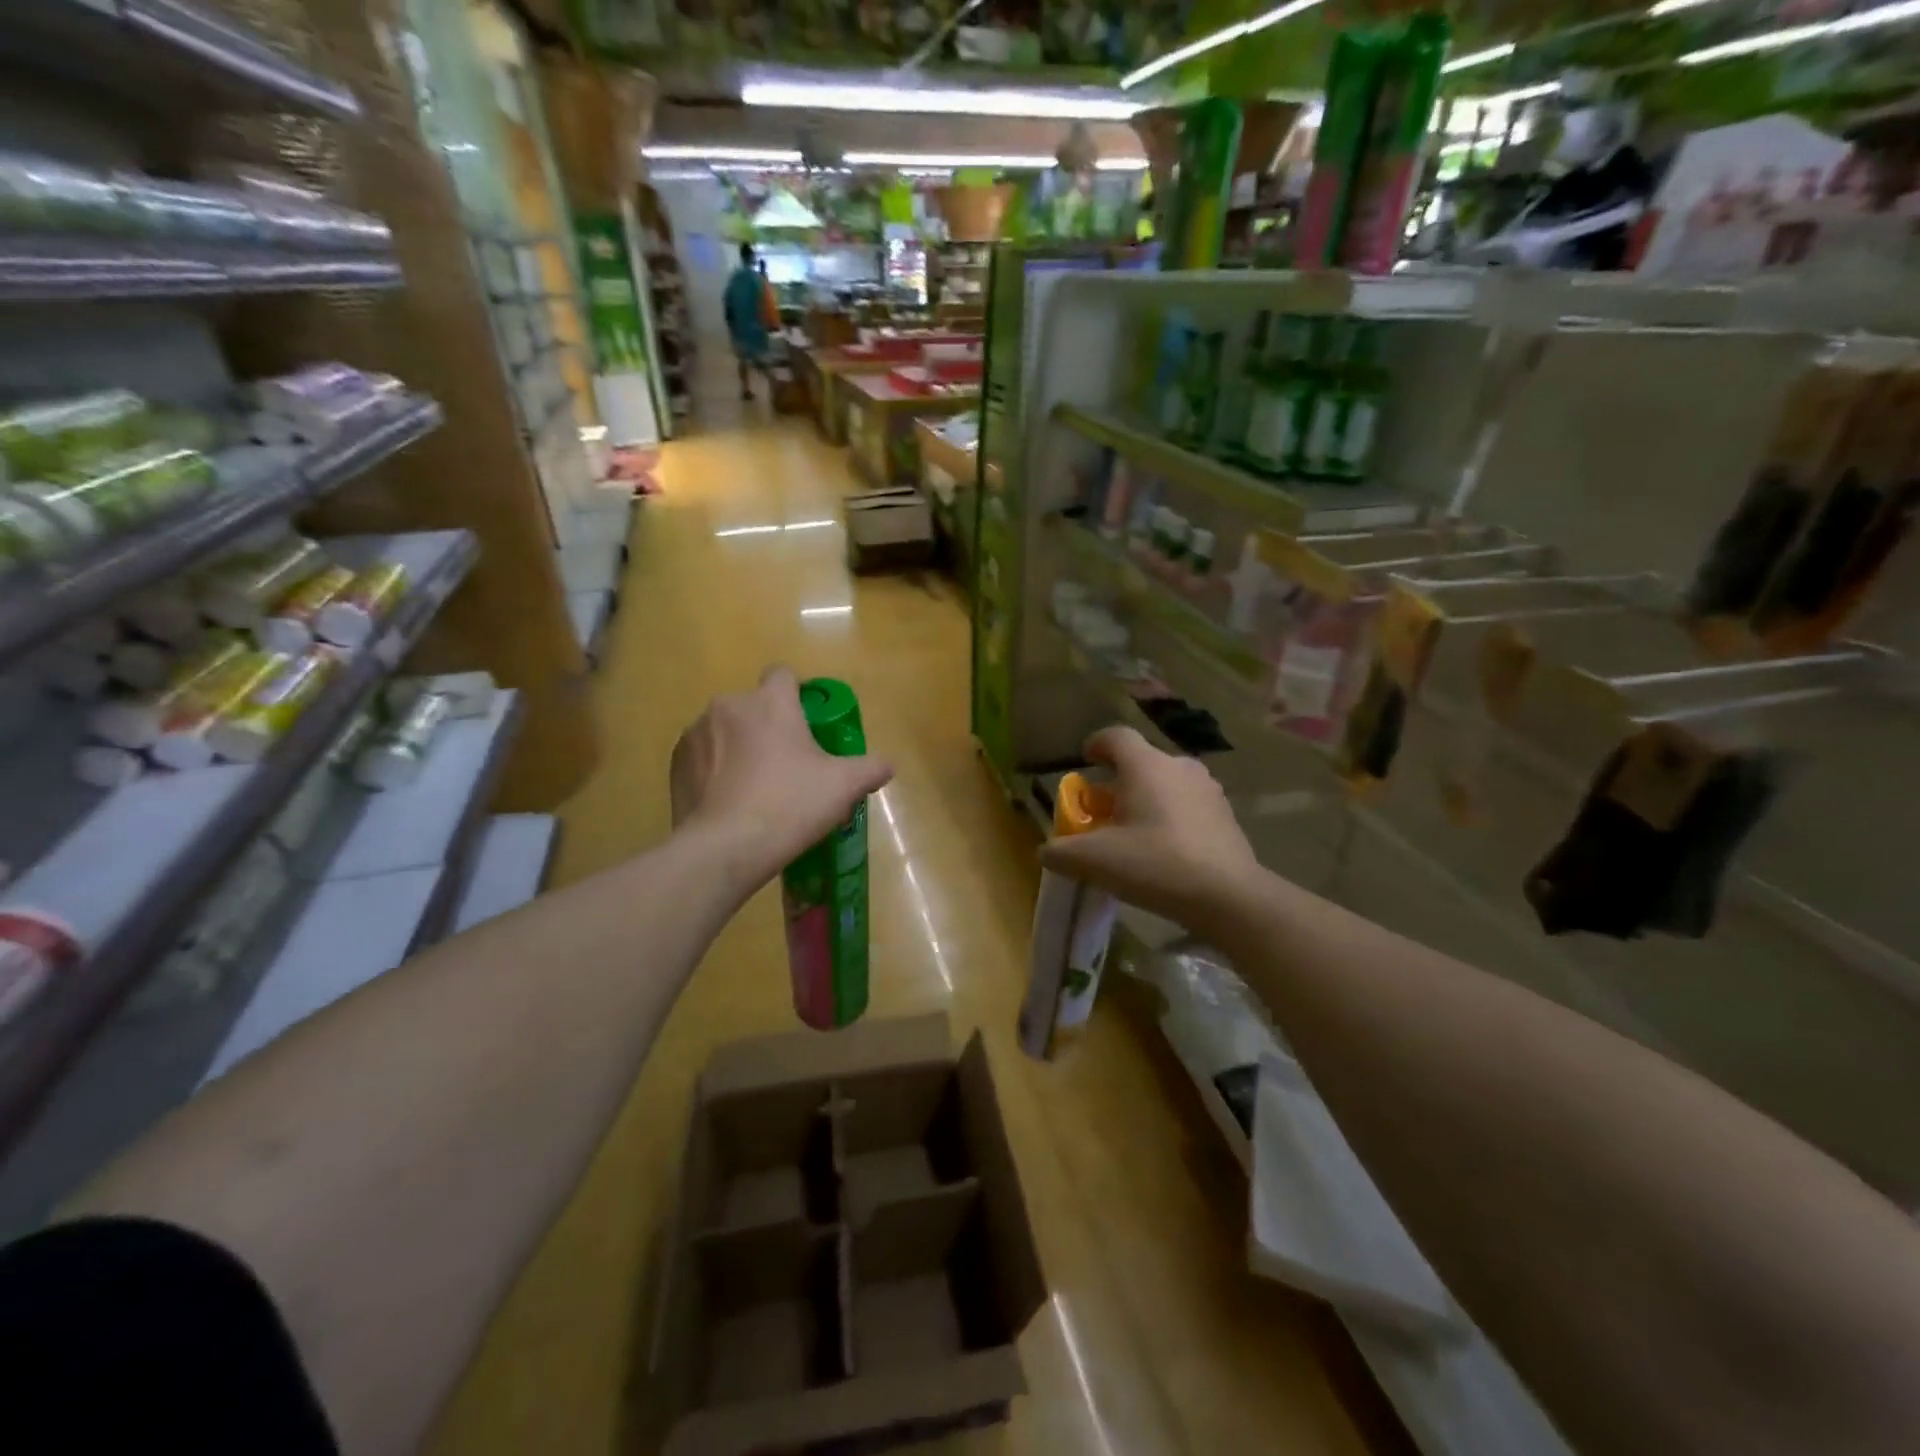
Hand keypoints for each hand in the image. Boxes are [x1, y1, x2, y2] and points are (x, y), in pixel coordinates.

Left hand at [671, 666, 893, 892]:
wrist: (724, 848)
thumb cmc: (790, 805)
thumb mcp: (843, 787)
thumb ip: (870, 768)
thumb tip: (887, 765)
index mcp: (770, 703)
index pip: (783, 675)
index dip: (796, 695)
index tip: (806, 725)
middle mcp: (729, 706)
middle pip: (754, 707)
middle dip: (768, 728)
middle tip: (786, 767)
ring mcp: (696, 733)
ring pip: (726, 731)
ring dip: (739, 748)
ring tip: (753, 789)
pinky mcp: (676, 763)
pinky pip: (702, 756)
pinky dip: (714, 770)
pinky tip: (727, 801)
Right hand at [1039, 726, 1262, 933]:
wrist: (1228, 897)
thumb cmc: (1155, 865)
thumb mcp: (1094, 861)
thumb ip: (1061, 851)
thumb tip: (1047, 849)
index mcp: (1146, 766)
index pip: (1116, 736)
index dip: (1096, 744)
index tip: (1086, 760)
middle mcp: (1179, 767)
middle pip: (1141, 763)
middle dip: (1118, 783)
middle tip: (1103, 813)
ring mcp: (1208, 790)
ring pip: (1166, 784)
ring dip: (1146, 800)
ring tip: (1134, 834)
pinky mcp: (1226, 816)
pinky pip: (1188, 806)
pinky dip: (1170, 818)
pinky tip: (1165, 852)